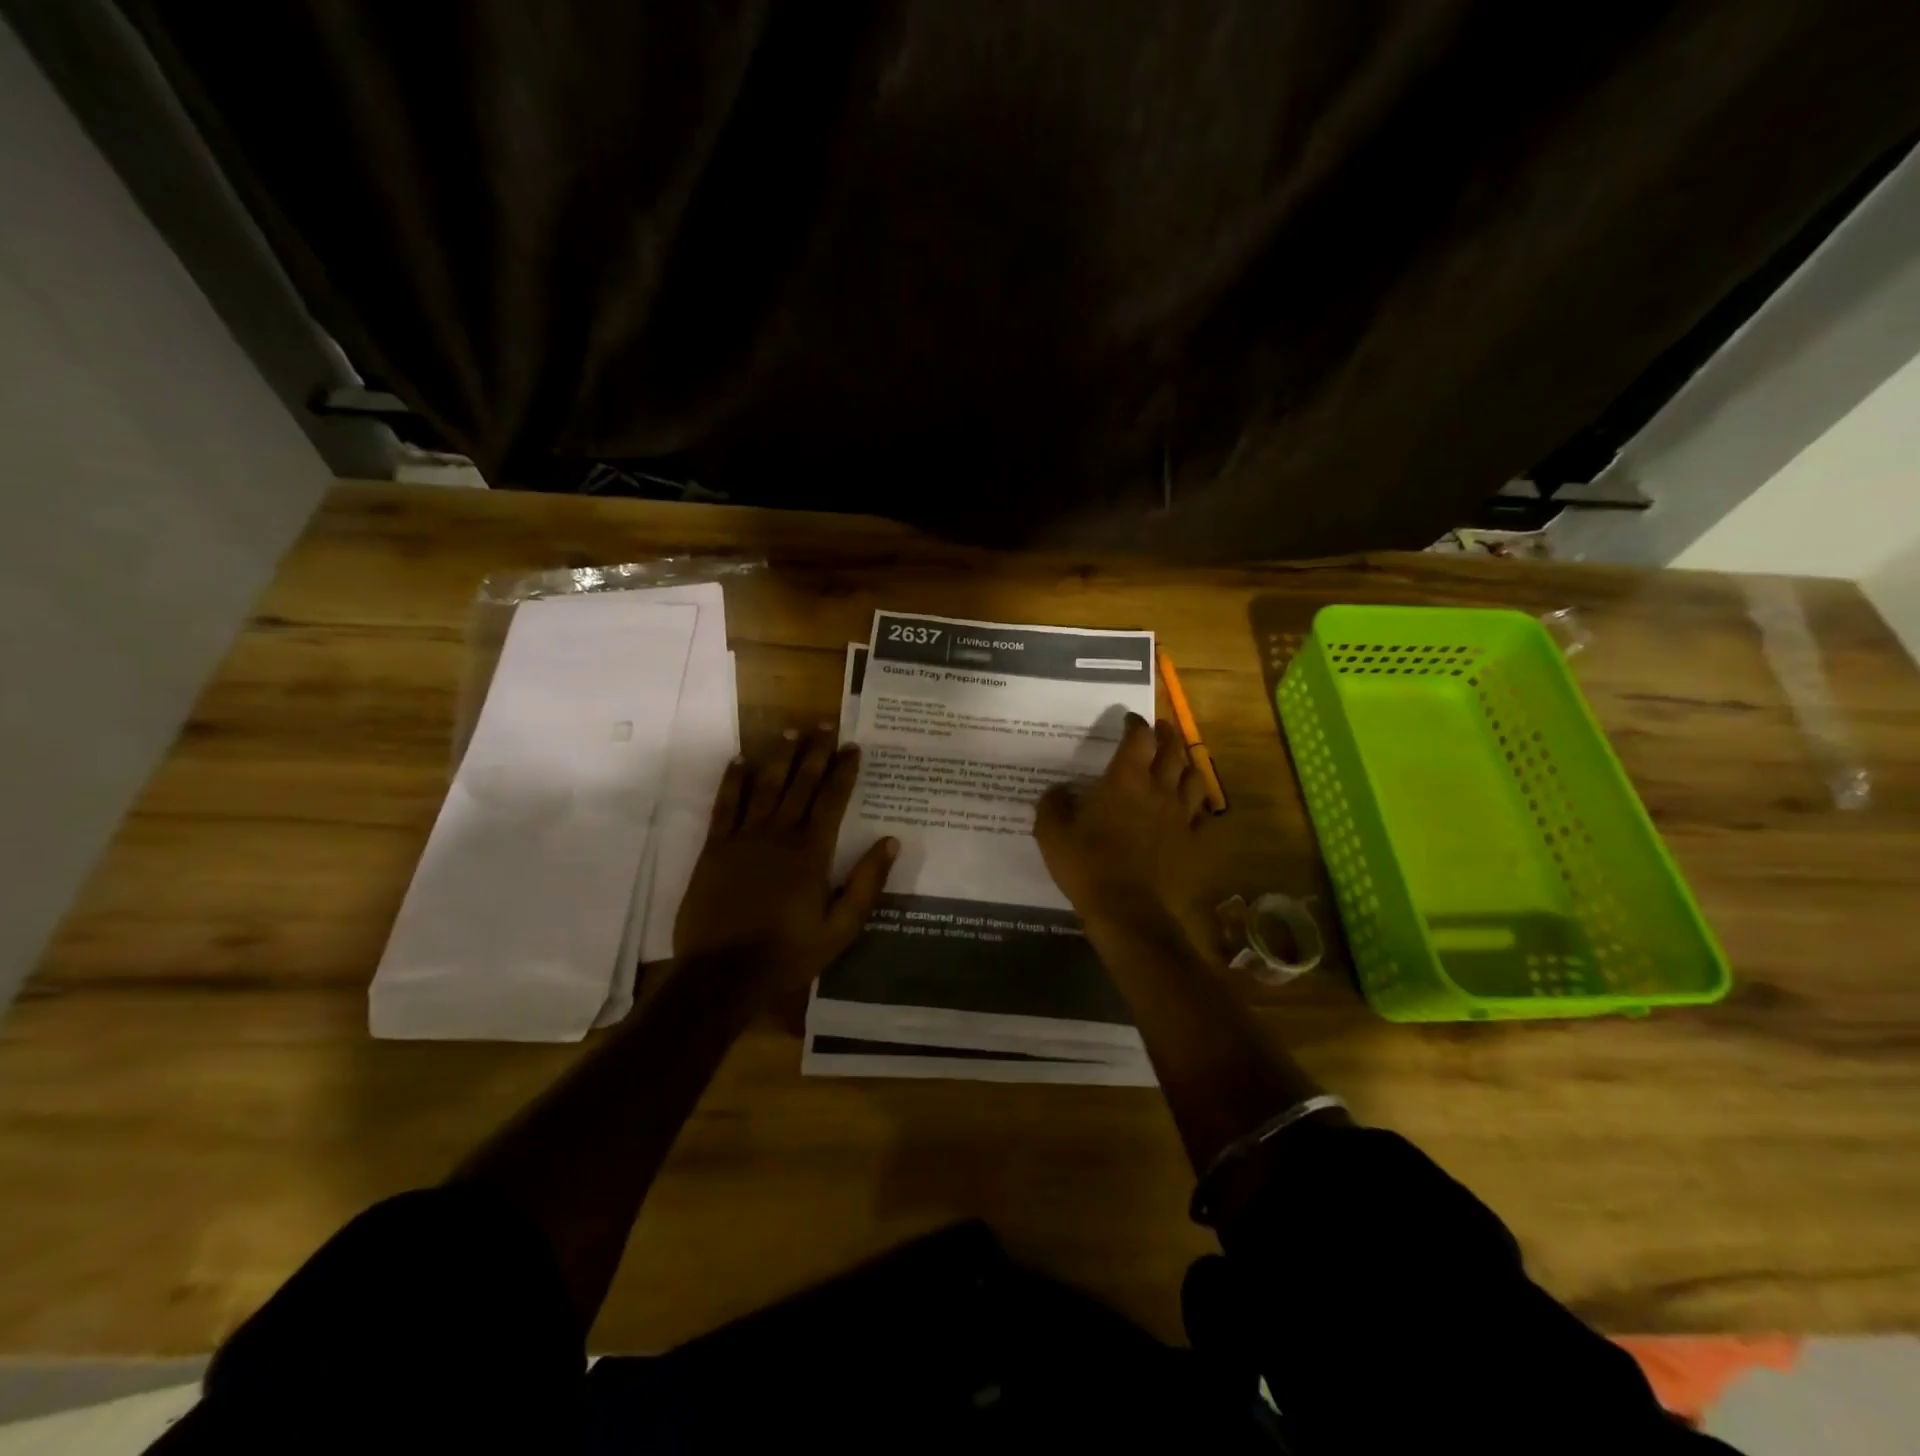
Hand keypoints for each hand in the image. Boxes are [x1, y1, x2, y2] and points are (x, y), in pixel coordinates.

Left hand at [674, 724, 897, 992]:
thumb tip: (890, 842)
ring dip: (778, 757)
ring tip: (789, 730)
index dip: (844, 771)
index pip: (832, 800)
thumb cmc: (787, 953)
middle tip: (824, 724)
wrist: (722, 974)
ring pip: (764, 786)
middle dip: (815, 752)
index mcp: (811, 852)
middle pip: (800, 783)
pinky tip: (739, 760)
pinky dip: (732, 781)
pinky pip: (724, 806)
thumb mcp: (840, 928)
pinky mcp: (714, 849)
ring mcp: (743, 838)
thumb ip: (866, 884)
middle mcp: (779, 834)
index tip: (853, 746)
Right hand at [1034, 713, 1214, 944]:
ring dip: (1186, 763)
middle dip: (1166, 734)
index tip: (1129, 718)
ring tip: (1178, 760)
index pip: (1138, 738)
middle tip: (1160, 728)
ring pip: (1194, 777)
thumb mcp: (1053, 836)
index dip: (1135, 723)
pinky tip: (1190, 806)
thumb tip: (1056, 791)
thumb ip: (1052, 807)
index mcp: (1126, 781)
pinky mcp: (1192, 842)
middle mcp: (1159, 791)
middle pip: (1173, 750)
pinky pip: (1201, 813)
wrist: (1130, 913)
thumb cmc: (1089, 867)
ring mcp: (1181, 817)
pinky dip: (1196, 802)